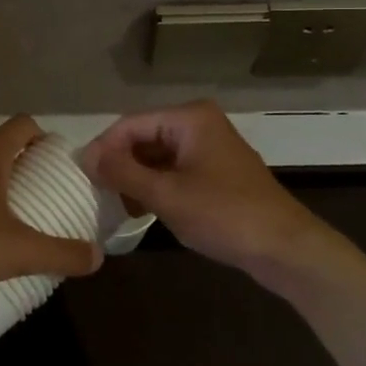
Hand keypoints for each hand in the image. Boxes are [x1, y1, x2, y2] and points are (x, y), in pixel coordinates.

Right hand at [81, 101, 329, 291]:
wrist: (284, 248)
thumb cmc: (224, 215)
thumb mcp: (166, 194)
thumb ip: (122, 172)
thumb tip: (84, 155)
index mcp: (190, 117)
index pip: (130, 124)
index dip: (103, 148)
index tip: (81, 177)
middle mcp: (199, 123)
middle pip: (144, 136)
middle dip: (120, 164)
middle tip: (96, 193)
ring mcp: (210, 147)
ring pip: (158, 156)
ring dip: (136, 178)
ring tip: (115, 204)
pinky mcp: (216, 171)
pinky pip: (174, 170)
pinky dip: (156, 186)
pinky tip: (142, 210)